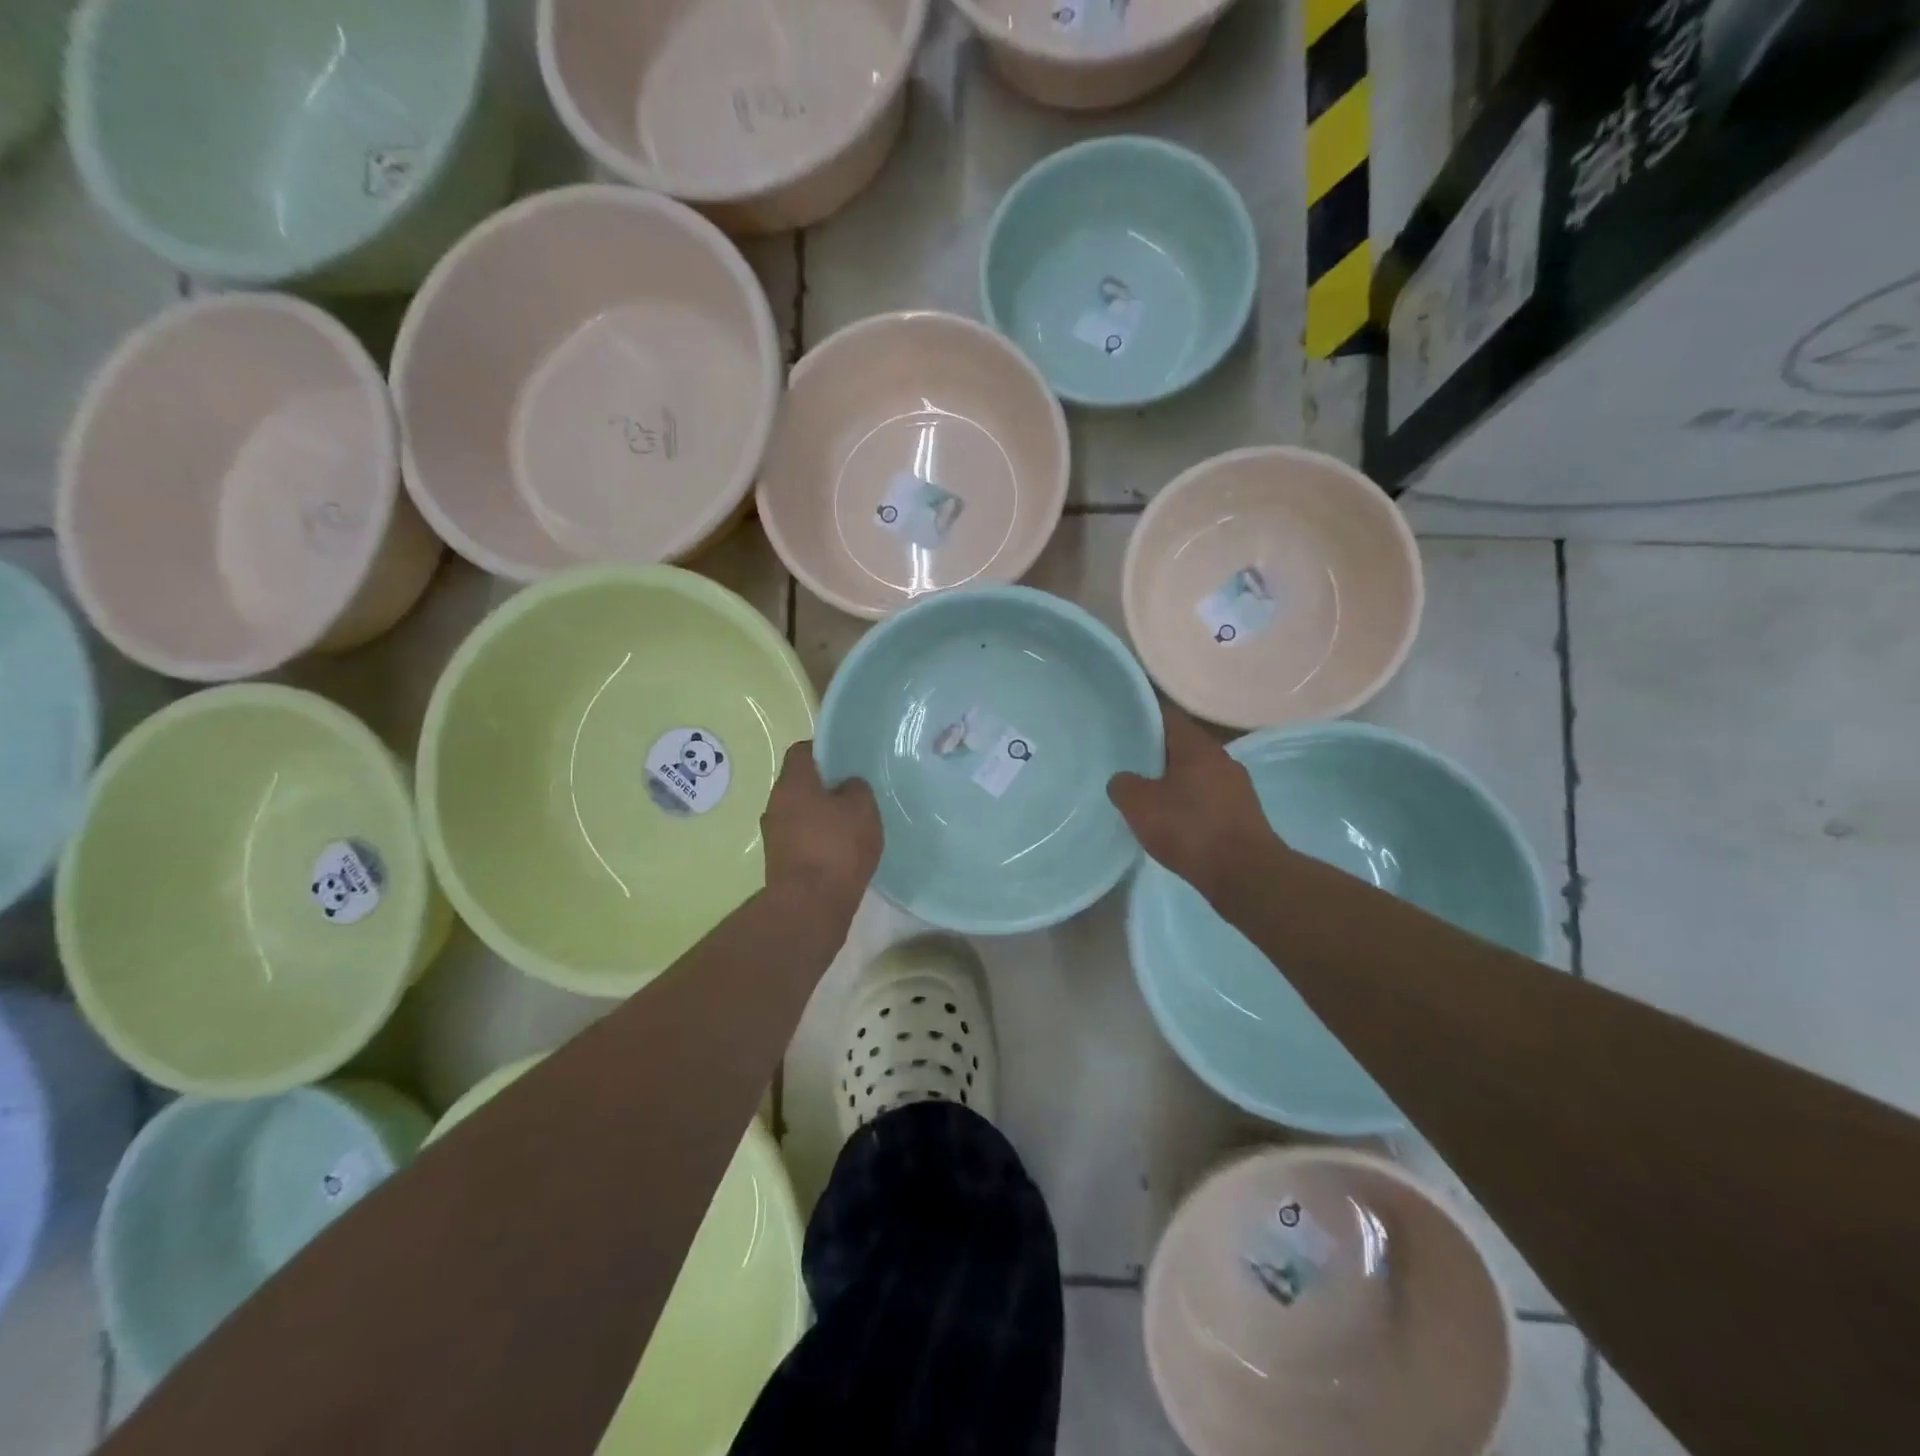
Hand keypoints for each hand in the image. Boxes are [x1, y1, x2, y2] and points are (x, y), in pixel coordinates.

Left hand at [762, 740, 882, 904]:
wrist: (810, 906)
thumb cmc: (837, 847)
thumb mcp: (863, 809)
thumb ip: (856, 789)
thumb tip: (846, 786)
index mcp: (793, 783)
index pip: (802, 751)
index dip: (824, 751)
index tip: (846, 762)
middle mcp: (775, 804)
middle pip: (800, 784)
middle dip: (824, 787)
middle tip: (853, 795)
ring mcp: (774, 836)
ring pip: (799, 813)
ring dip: (820, 817)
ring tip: (849, 827)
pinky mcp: (778, 862)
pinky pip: (800, 840)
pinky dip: (817, 841)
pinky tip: (840, 853)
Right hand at [1108, 703, 1280, 896]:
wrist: (1245, 875)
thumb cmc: (1189, 829)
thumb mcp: (1139, 806)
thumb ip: (1124, 785)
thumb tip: (1122, 780)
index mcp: (1197, 746)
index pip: (1167, 716)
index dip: (1143, 717)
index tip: (1123, 723)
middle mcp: (1222, 758)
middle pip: (1182, 745)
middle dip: (1157, 752)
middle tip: (1129, 761)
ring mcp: (1237, 786)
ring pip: (1196, 773)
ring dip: (1174, 780)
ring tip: (1148, 793)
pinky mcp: (1243, 813)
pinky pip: (1208, 798)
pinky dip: (1189, 803)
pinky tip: (1174, 819)